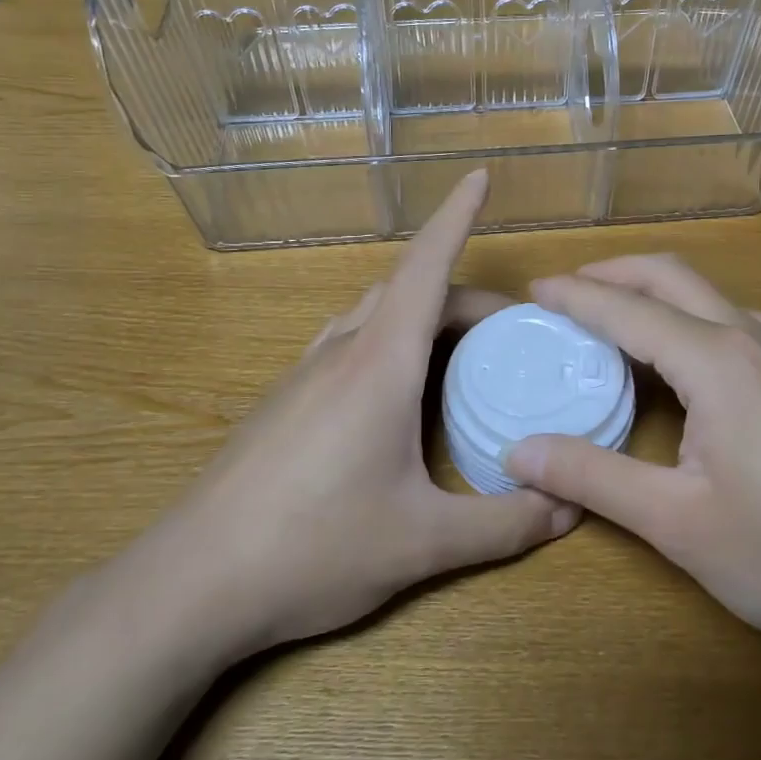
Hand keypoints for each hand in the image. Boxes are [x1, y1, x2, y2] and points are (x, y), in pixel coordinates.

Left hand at [112, 171, 576, 672]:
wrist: (192, 582)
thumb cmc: (313, 549)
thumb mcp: (424, 543)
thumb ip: (505, 523)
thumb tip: (569, 507)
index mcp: (380, 363)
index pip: (426, 266)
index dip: (457, 216)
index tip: (480, 177)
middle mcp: (341, 352)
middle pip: (409, 289)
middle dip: (465, 295)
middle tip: (514, 333)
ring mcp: (305, 374)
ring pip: (374, 313)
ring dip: (423, 313)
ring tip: (461, 353)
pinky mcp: (284, 401)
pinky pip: (348, 343)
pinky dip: (388, 339)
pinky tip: (397, 391)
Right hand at [503, 255, 760, 673]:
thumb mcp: (678, 524)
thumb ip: (594, 477)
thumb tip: (517, 452)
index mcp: (716, 361)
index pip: (627, 309)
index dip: (574, 297)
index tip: (531, 291)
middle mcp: (751, 339)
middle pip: (671, 278)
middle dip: (613, 272)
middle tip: (563, 292)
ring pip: (706, 297)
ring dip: (652, 293)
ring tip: (609, 318)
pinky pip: (729, 323)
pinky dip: (684, 319)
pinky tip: (676, 358)